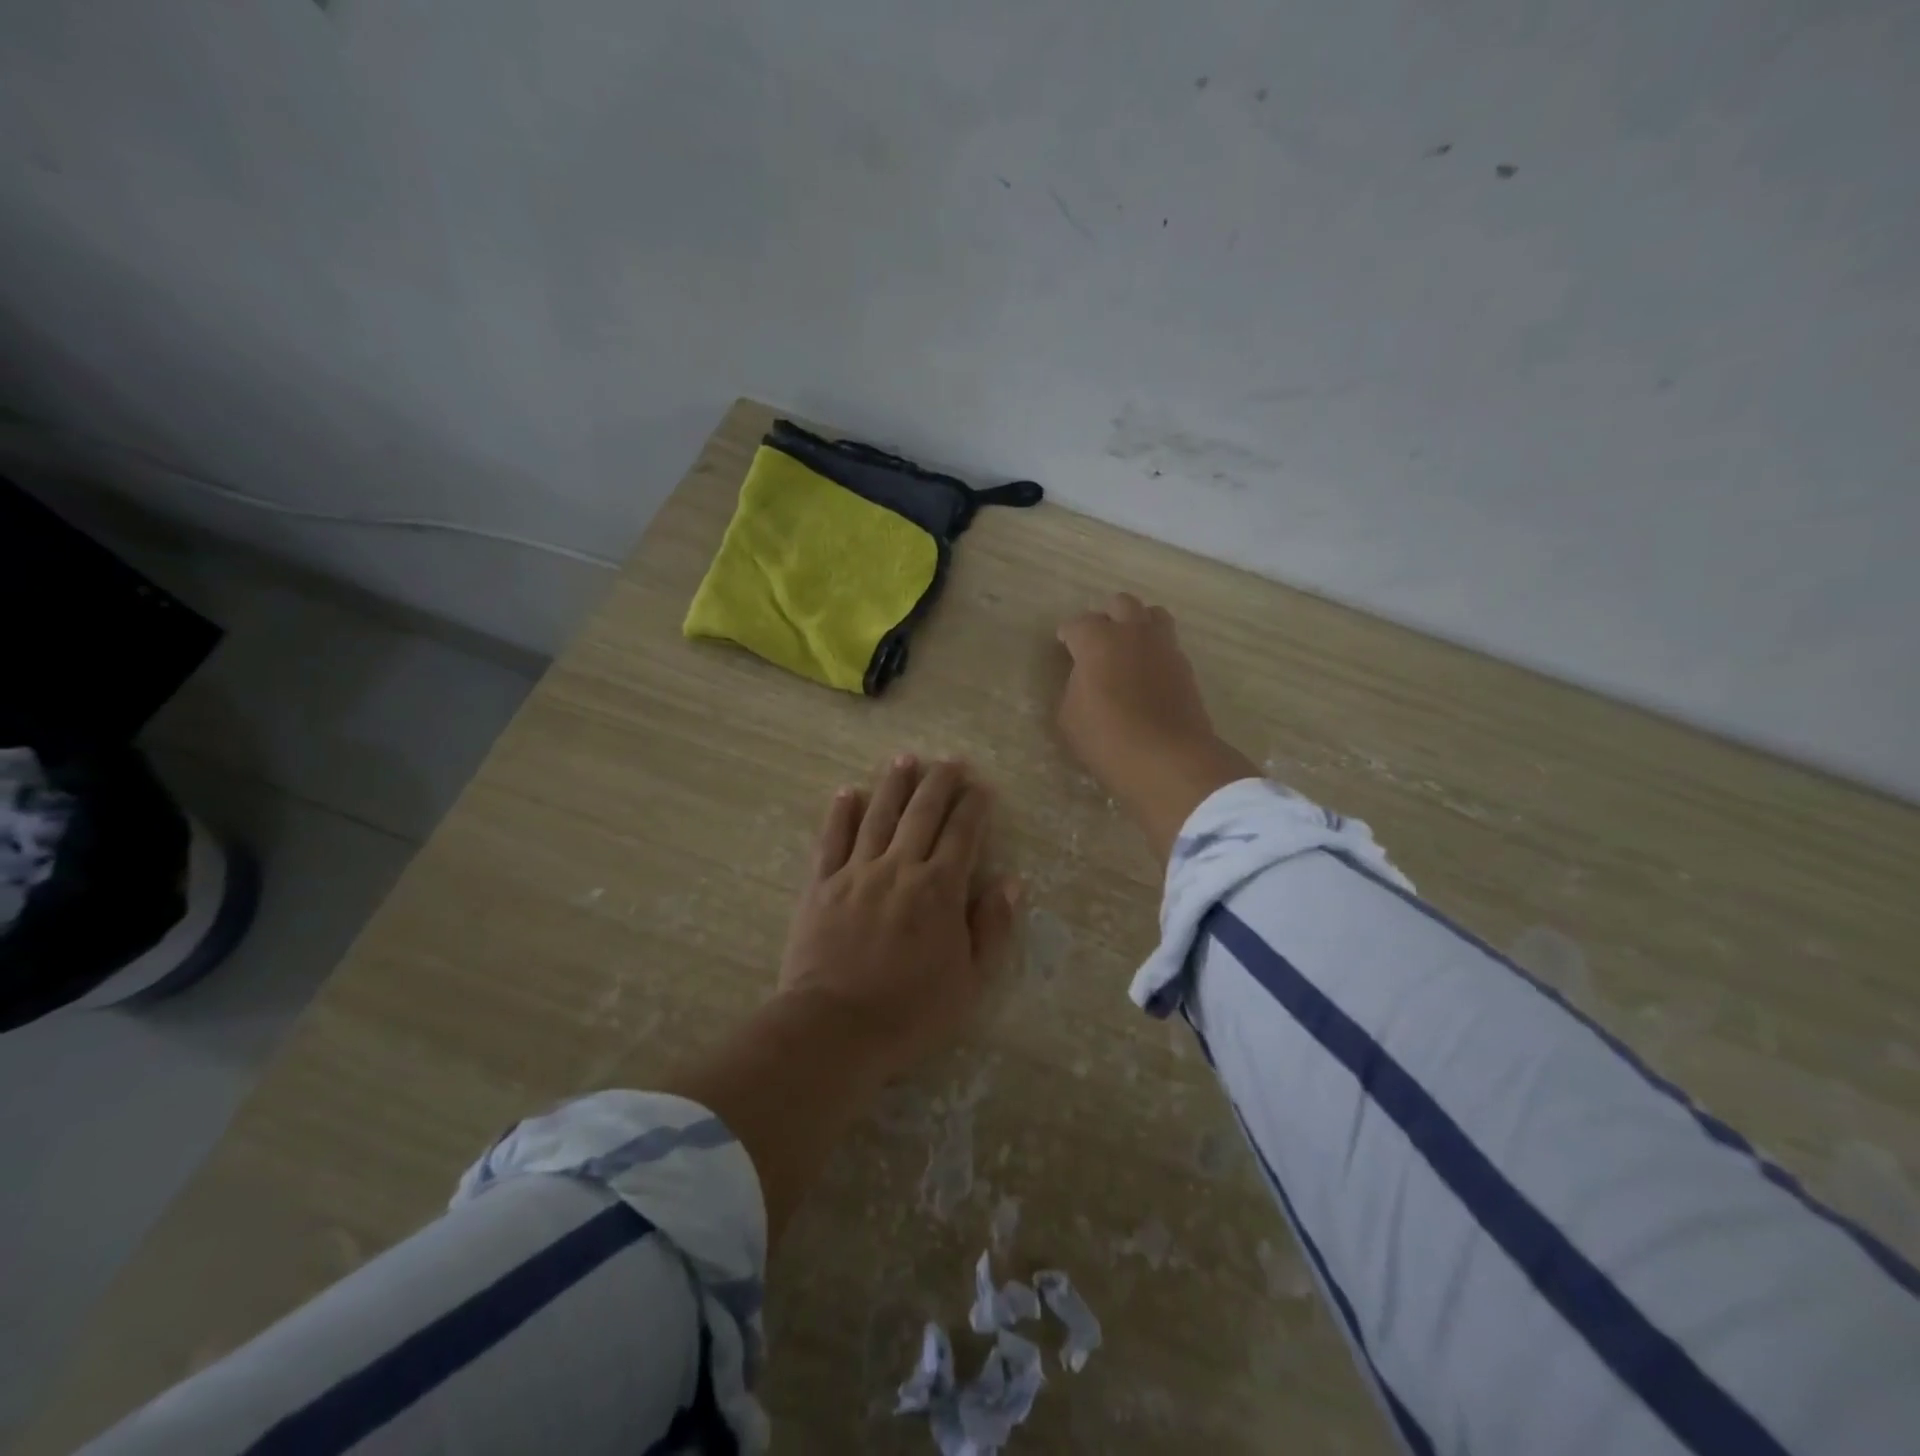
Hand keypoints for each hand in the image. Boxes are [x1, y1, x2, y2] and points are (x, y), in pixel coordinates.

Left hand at [776, 756, 1019, 1079]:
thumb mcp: (970, 981)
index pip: (963, 834)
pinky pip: (832, 839)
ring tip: (905, 759)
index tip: (981, 787)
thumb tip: (1010, 882)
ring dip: (894, 784)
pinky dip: (840, 813)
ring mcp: (857, 872)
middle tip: (950, 760)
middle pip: (922, 813)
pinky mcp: (821, 885)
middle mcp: (900, 868)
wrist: (836, 1027)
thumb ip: (991, 928)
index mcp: (939, 889)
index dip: (974, 807)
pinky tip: (847, 793)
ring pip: (878, 815)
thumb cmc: (911, 1011)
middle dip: (939, 782)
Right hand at [1055, 592, 1258, 864]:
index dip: (1067, 635)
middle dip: (1106, 617)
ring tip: (1128, 649)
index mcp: (1098, 640)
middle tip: (1097, 642)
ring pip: (1153, 615)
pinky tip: (1147, 673)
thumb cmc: (1107, 738)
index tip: (1063, 646)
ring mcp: (1164, 647)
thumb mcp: (1069, 717)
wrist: (1168, 758)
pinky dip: (1155, 650)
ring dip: (1138, 625)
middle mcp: (1133, 633)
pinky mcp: (1186, 667)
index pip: (1077, 624)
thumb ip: (1074, 687)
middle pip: (1121, 604)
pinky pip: (1168, 644)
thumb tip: (1084, 679)